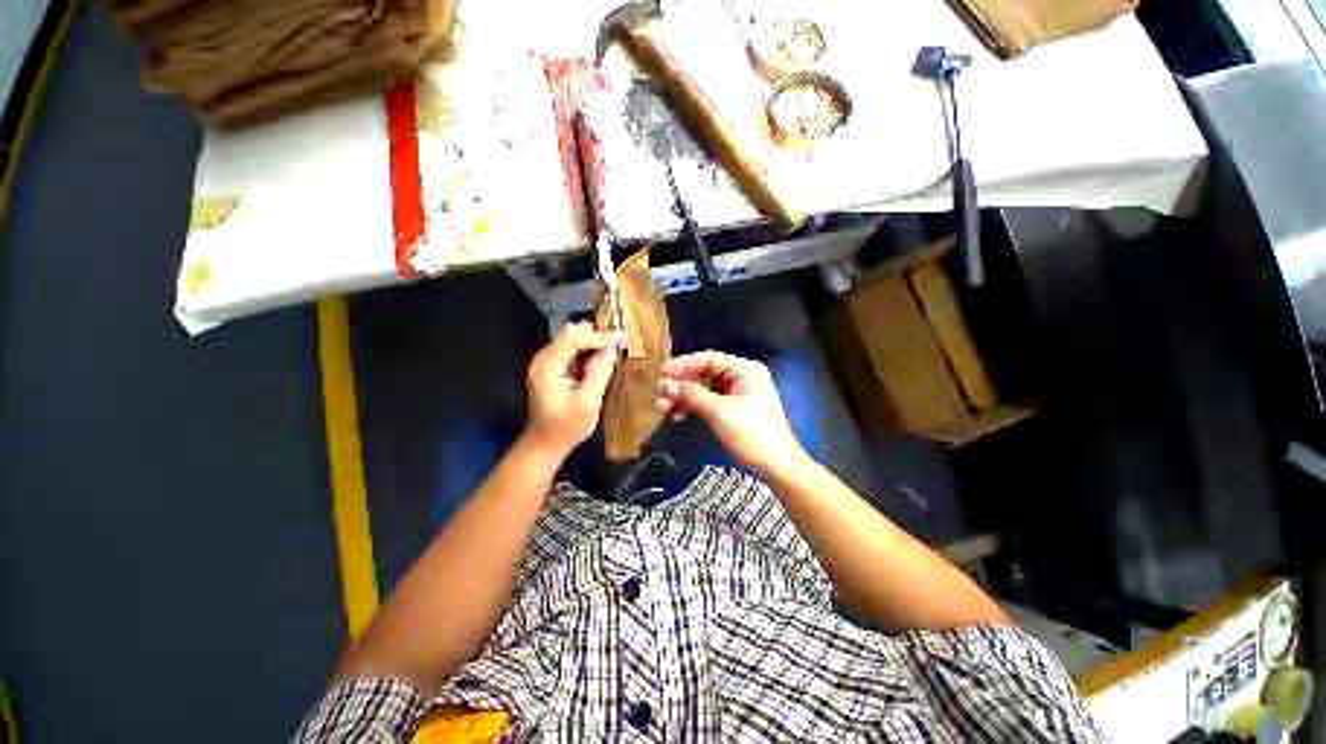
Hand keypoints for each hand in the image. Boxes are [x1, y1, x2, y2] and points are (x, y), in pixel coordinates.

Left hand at [523, 322, 622, 458]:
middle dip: (596, 336)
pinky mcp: (553, 368)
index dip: (599, 336)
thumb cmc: (565, 429)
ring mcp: (547, 363)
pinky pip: (573, 350)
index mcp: (547, 367)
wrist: (545, 444)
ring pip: (573, 339)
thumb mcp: (587, 404)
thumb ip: (599, 374)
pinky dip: (589, 351)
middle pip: (571, 333)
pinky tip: (602, 359)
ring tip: (614, 350)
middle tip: (619, 344)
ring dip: (594, 343)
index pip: (573, 337)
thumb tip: (611, 351)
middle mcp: (543, 359)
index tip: (621, 338)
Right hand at [656, 351, 808, 476]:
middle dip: (682, 384)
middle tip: (660, 393)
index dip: (683, 365)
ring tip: (664, 407)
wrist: (776, 466)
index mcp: (745, 370)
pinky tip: (678, 415)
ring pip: (704, 389)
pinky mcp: (734, 408)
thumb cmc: (752, 434)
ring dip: (684, 397)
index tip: (662, 373)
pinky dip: (694, 407)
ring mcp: (738, 393)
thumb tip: (665, 384)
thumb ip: (691, 395)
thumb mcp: (719, 412)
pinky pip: (709, 401)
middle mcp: (742, 377)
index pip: (708, 359)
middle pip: (705, 374)